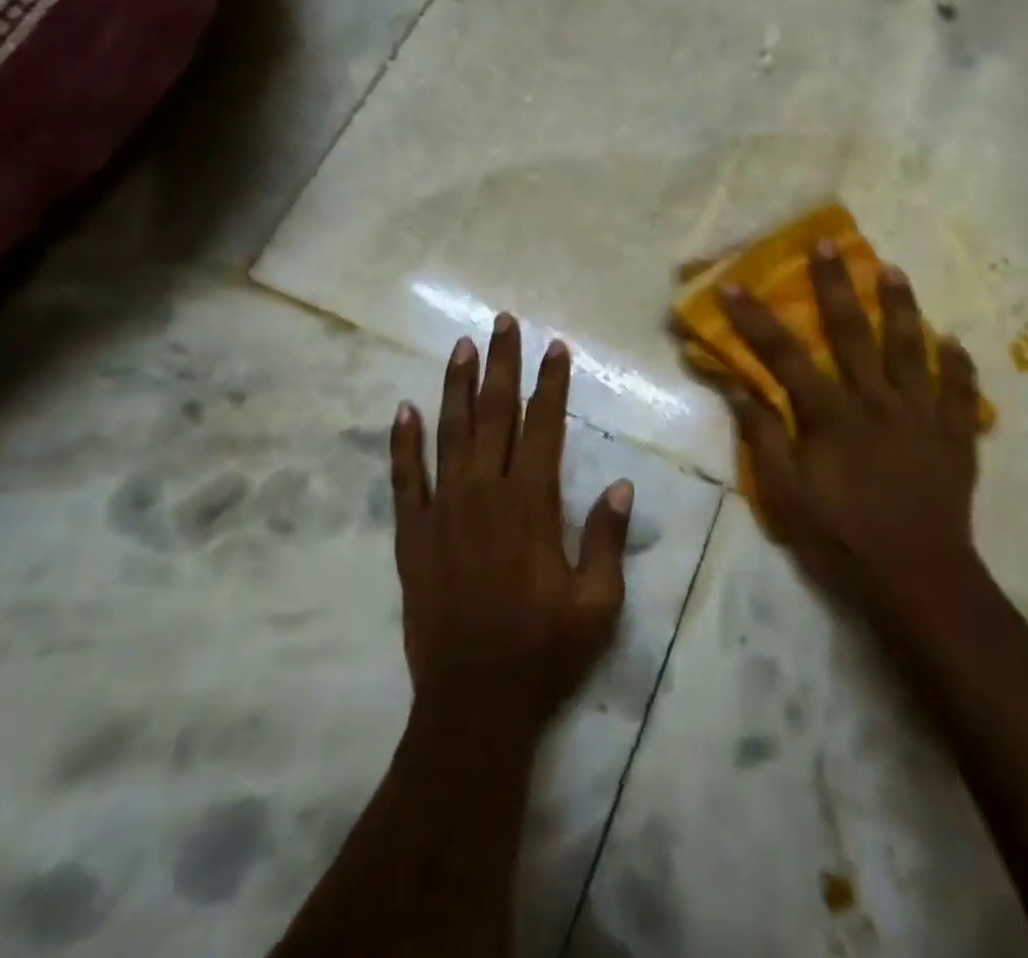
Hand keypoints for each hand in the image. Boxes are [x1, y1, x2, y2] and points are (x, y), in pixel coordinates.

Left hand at [389, 315, 633, 738]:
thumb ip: (608, 540)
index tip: (555, 347)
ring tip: (461, 346)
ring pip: (449, 434)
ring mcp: (443, 512)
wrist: (472, 705)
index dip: (551, 384)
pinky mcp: (412, 536)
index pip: (544, 427)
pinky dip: (403, 442)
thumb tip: (624, 484)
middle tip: (504, 322)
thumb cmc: (543, 653)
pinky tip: (404, 409)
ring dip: (457, 387)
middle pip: (495, 415)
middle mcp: (485, 495)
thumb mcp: (597, 604)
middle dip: (502, 365)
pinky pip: (404, 479)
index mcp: (531, 506)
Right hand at [717, 243, 984, 626]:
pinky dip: (957, 364)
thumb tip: (739, 388)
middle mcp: (877, 403)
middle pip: (853, 334)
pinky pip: (960, 392)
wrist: (919, 582)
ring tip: (893, 270)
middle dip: (836, 286)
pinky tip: (952, 339)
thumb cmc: (843, 540)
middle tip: (827, 244)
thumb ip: (764, 438)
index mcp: (832, 417)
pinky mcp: (955, 437)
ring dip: (901, 307)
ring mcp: (921, 417)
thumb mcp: (787, 496)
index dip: (756, 319)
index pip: (786, 356)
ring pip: (911, 349)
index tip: (734, 285)